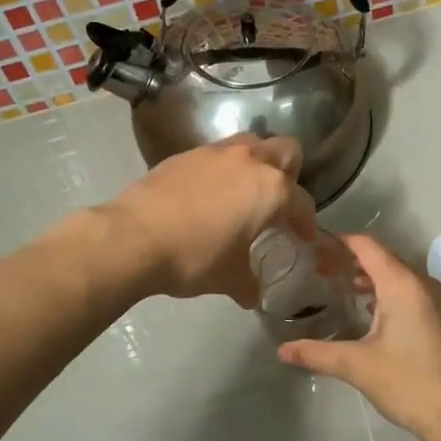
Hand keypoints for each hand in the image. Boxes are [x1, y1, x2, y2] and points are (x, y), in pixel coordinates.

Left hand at [98, 136, 315, 305]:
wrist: (134, 237)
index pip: (302, 201)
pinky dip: (223, 169)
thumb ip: (249, 284)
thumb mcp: (229, 278)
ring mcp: (215, 152)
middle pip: (286, 150)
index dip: (306, 222)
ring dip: (256, 163)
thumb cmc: (195, 257)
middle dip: (290, 173)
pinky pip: (217, 154)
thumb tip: (253, 296)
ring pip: (250, 144)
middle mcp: (249, 161)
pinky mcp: (185, 154)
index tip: (302, 237)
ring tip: (245, 192)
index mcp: (271, 189)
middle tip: (278, 202)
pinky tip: (209, 195)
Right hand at [277, 235, 440, 437]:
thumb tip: (282, 350)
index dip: (341, 242)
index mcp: (402, 284)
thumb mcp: (356, 365)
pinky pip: (416, 295)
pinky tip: (375, 316)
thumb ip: (316, 352)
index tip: (316, 247)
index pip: (368, 247)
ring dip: (374, 280)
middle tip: (323, 271)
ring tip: (345, 291)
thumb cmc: (406, 382)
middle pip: (386, 259)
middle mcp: (424, 284)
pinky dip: (393, 295)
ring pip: (402, 278)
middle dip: (354, 262)